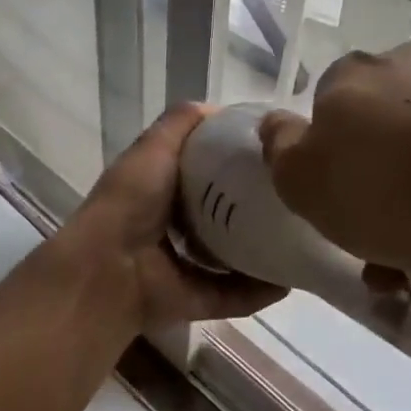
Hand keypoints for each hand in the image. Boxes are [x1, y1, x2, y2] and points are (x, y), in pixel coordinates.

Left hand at [58, 104, 284, 331]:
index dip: (238, 163)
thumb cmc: (132, 199)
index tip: (275, 156)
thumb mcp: (154, 146)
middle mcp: (175, 227)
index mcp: (165, 189)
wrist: (109, 265)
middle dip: (257, 208)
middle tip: (296, 198)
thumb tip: (220, 110)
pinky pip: (234, 296)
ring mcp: (185, 266)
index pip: (210, 174)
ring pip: (234, 258)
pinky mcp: (196, 300)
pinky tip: (288, 280)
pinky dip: (259, 291)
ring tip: (301, 239)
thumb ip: (181, 122)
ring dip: (264, 252)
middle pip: (226, 216)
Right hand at [258, 41, 410, 323]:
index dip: (328, 164)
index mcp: (354, 75)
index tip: (342, 210)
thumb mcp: (306, 183)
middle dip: (379, 186)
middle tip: (386, 248)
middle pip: (381, 132)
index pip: (324, 112)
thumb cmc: (398, 190)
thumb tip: (278, 126)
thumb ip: (280, 151)